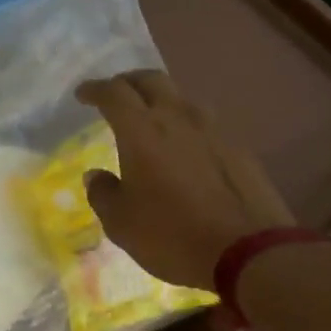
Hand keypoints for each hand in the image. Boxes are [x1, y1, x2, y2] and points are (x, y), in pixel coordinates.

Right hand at [74, 71, 294, 288]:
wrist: (247, 250)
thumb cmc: (172, 235)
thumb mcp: (121, 223)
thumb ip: (103, 193)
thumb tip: (96, 175)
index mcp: (142, 130)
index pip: (113, 93)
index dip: (94, 89)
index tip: (83, 94)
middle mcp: (178, 117)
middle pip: (150, 80)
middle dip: (128, 82)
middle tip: (116, 95)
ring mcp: (213, 129)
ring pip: (181, 98)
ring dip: (161, 100)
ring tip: (152, 119)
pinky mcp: (237, 146)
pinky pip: (204, 123)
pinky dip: (186, 125)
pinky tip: (185, 147)